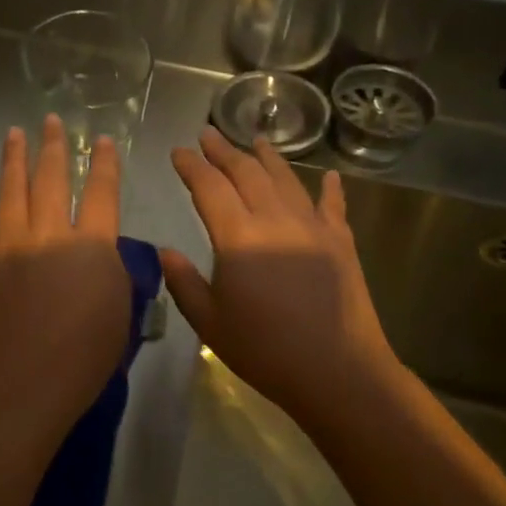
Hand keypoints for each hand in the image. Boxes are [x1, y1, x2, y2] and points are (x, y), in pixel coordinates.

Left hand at [0, 117, 131, 450]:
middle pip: (53, 178)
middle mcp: (50, 233)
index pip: (102, 193)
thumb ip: (112, 273)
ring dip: (15, 157)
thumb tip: (101, 251)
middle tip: (52, 121)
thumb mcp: (119, 315)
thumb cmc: (80, 360)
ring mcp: (9, 243)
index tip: (102, 140)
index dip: (104, 163)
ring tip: (16, 132)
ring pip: (13, 188)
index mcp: (91, 246)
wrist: (18, 387)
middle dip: (54, 146)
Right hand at [163, 127, 397, 427]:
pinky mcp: (341, 242)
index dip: (191, 166)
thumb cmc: (265, 350)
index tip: (178, 151)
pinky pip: (333, 205)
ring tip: (255, 140)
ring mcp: (313, 227)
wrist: (338, 371)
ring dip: (267, 157)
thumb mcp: (210, 323)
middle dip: (224, 151)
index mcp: (238, 237)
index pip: (209, 187)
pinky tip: (329, 175)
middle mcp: (275, 220)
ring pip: (286, 179)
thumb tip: (165, 251)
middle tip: (208, 134)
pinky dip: (330, 188)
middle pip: (246, 172)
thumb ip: (183, 282)